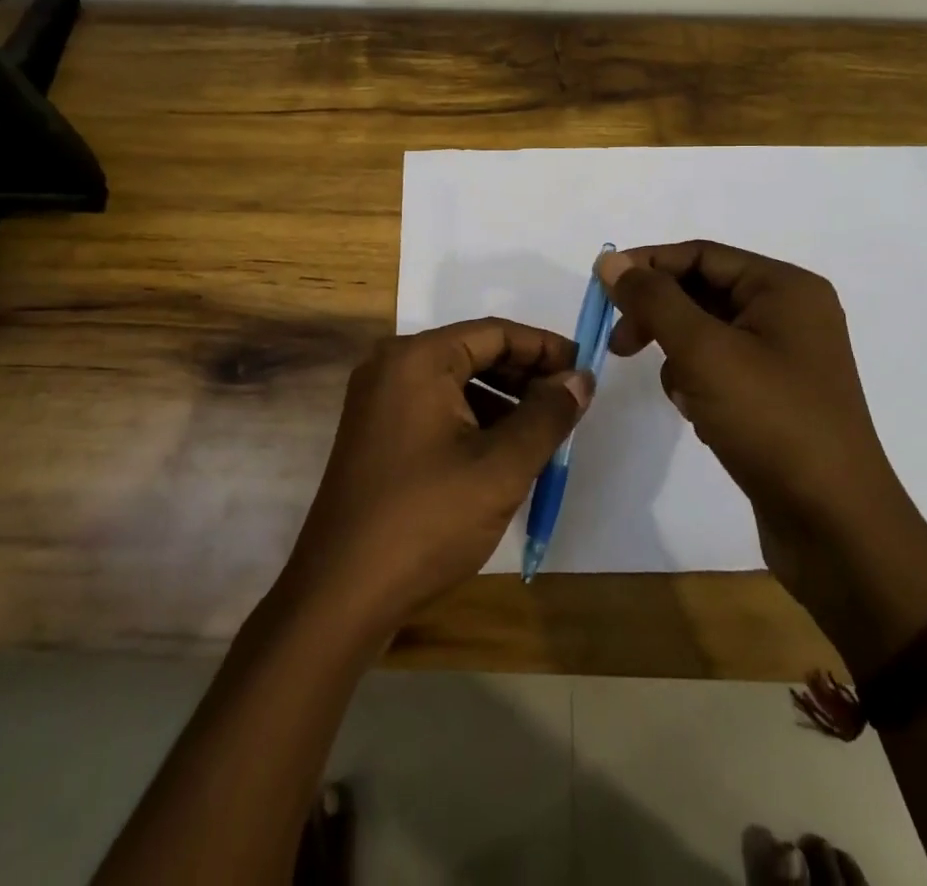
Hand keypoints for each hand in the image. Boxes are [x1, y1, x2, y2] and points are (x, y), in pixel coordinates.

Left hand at [280, 319, 591, 638]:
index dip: (545, 348)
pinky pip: (435, 408)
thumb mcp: (501, 468)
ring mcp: (378, 400)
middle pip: (473, 353)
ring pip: (455, 383)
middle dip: (525, 375)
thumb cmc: (427, 520)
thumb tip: (580, 379)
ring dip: (502, 400)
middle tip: (570, 402)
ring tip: (544, 431)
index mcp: (418, 359)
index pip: (495, 333)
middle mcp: (392, 366)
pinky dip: (473, 420)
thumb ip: (547, 416)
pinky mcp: (376, 433)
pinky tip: (502, 452)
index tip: (585, 370)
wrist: (341, 593)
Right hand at [598, 242, 926, 668]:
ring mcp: (785, 358)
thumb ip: (653, 300)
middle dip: (658, 314)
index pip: (700, 255)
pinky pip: (720, 368)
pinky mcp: (776, 397)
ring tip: (680, 392)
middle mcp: (790, 314)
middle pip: (703, 291)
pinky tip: (700, 415)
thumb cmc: (771, 422)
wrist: (836, 527)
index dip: (647, 266)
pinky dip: (698, 383)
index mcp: (784, 289)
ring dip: (678, 354)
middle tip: (619, 344)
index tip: (601, 289)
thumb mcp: (703, 351)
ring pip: (706, 333)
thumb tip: (610, 261)